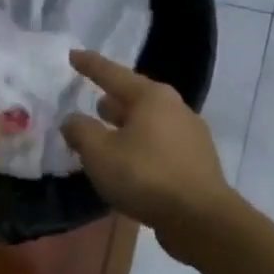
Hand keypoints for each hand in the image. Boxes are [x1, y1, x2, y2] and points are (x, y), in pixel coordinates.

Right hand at [61, 52, 233, 252]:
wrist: (200, 218)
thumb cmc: (145, 176)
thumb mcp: (99, 153)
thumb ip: (80, 131)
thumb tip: (73, 120)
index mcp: (151, 97)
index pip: (112, 74)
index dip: (90, 65)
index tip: (73, 55)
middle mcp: (175, 108)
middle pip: (136, 97)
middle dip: (113, 100)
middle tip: (92, 103)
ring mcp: (191, 135)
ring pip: (149, 123)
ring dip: (127, 127)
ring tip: (108, 136)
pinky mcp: (196, 161)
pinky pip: (160, 145)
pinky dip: (141, 147)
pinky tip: (130, 164)